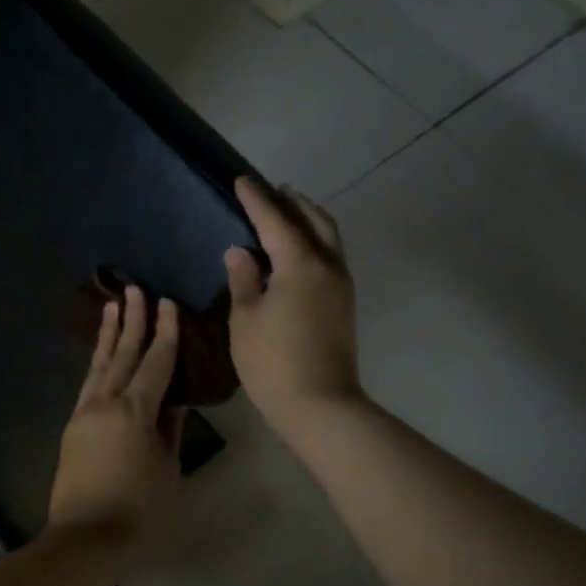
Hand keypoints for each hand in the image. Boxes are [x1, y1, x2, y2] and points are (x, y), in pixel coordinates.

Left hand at [48, 286, 184, 539]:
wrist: (85, 539)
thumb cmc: (139, 510)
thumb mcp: (168, 469)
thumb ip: (170, 430)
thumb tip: (174, 402)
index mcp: (136, 410)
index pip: (156, 361)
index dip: (165, 331)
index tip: (168, 303)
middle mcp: (107, 402)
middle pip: (123, 353)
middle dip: (132, 320)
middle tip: (134, 289)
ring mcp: (85, 412)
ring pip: (99, 364)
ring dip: (108, 334)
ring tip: (111, 306)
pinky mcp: (73, 425)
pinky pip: (88, 383)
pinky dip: (96, 362)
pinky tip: (100, 356)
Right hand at [225, 177, 361, 433]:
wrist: (321, 406)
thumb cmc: (273, 362)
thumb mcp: (246, 319)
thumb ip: (244, 279)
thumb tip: (240, 251)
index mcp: (301, 264)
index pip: (276, 220)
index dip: (256, 199)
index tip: (242, 180)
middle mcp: (328, 266)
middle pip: (314, 220)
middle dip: (292, 202)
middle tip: (272, 190)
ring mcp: (342, 285)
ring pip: (328, 237)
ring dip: (308, 219)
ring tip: (288, 212)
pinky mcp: (345, 304)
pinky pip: (331, 256)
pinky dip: (315, 241)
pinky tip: (297, 250)